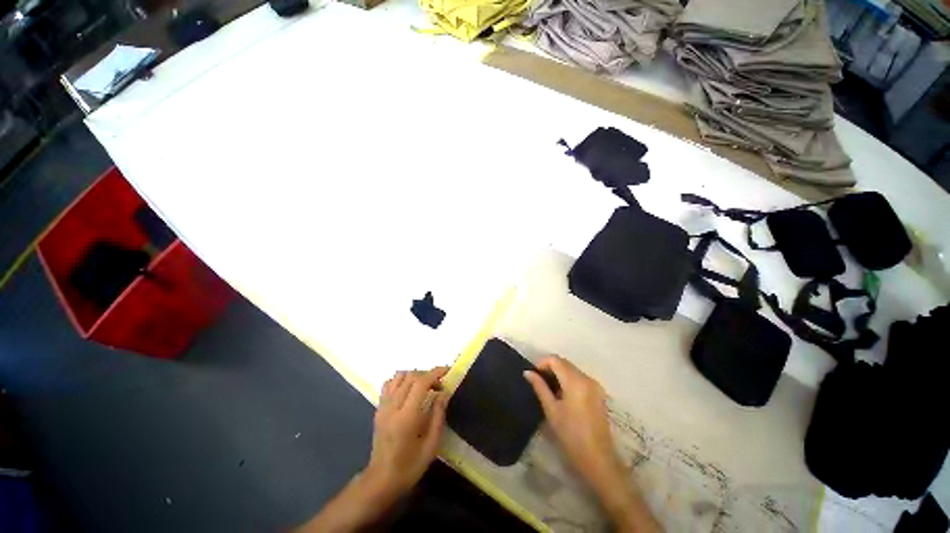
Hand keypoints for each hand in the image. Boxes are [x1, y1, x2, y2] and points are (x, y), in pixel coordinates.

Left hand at [363, 367, 449, 502]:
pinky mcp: (378, 408)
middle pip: (411, 376)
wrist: (380, 480)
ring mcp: (383, 406)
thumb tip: (444, 392)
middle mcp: (393, 407)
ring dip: (414, 375)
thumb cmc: (409, 466)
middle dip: (428, 374)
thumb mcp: (431, 445)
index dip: (435, 373)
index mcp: (406, 417)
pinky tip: (409, 390)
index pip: (420, 383)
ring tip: (425, 386)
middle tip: (439, 384)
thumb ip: (438, 415)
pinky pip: (389, 384)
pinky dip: (400, 380)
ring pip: (399, 376)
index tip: (447, 371)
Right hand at [523, 356, 620, 484]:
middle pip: (565, 363)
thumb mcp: (551, 410)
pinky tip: (561, 393)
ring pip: (572, 369)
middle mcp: (587, 378)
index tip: (533, 373)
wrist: (598, 459)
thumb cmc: (571, 435)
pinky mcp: (598, 393)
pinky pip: (579, 377)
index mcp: (575, 381)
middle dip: (550, 366)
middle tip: (537, 379)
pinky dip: (568, 379)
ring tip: (547, 386)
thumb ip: (540, 387)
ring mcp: (594, 385)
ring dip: (559, 372)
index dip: (542, 362)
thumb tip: (527, 372)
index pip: (556, 360)